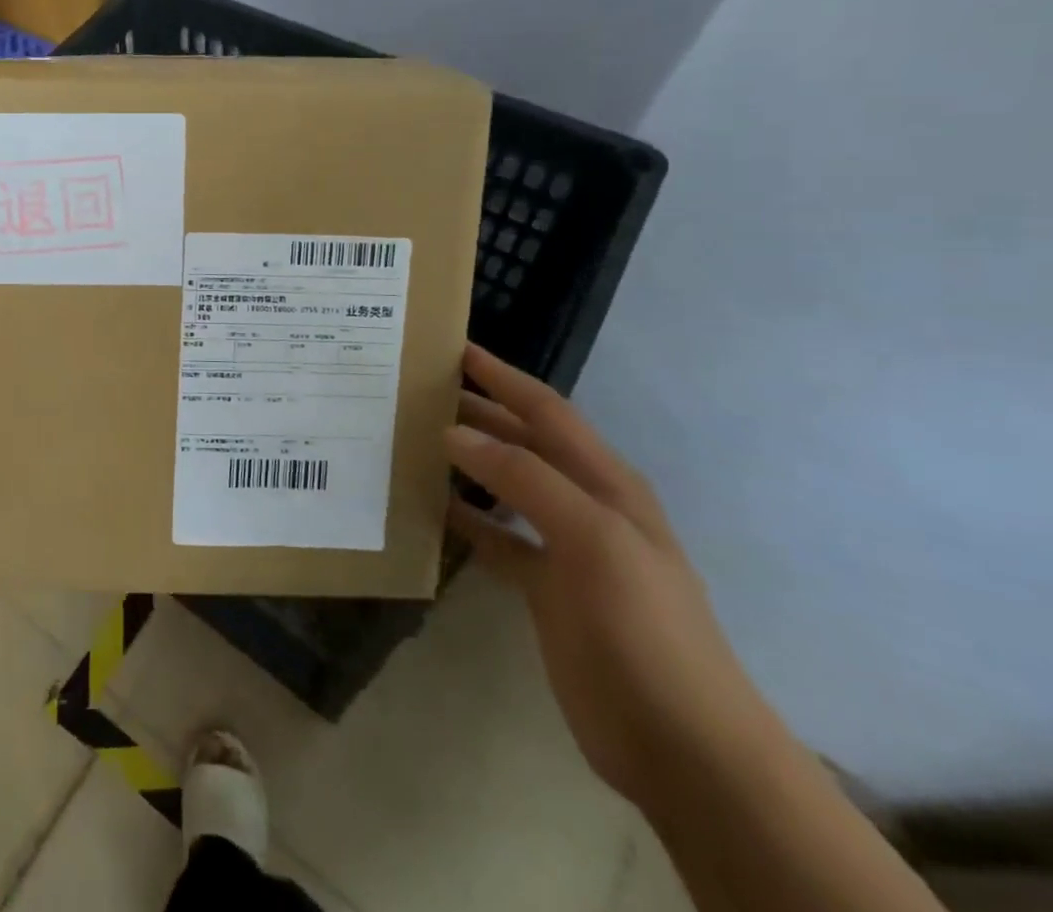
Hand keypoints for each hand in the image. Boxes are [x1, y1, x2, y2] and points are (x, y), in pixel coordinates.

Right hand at [445, 344, 784, 810]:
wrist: (682, 746)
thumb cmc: (644, 628)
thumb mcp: (593, 540)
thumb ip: (524, 479)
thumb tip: (454, 432)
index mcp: (606, 483)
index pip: (546, 412)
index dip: (503, 377)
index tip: (453, 349)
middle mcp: (585, 505)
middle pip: (522, 443)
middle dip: (477, 412)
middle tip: (416, 391)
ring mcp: (565, 549)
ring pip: (505, 488)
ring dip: (465, 462)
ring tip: (411, 440)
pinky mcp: (545, 589)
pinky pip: (496, 538)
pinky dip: (464, 519)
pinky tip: (427, 508)